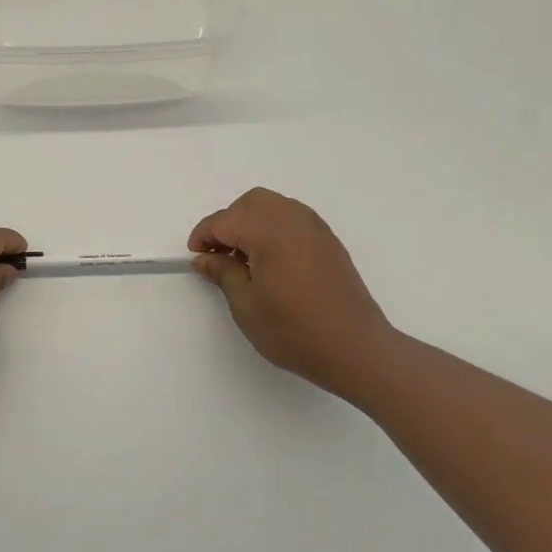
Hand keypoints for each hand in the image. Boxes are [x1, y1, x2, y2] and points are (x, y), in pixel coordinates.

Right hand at [189, 187, 398, 396]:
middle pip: (251, 203)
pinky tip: (271, 261)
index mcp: (269, 231)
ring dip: (252, 222)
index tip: (196, 256)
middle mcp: (293, 219)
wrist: (355, 348)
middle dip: (229, 222)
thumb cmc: (293, 330)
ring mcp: (315, 228)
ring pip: (274, 206)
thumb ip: (223, 273)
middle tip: (219, 254)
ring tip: (244, 258)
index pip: (225, 220)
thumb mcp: (246, 305)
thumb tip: (205, 258)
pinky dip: (274, 228)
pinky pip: (293, 219)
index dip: (204, 235)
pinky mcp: (329, 242)